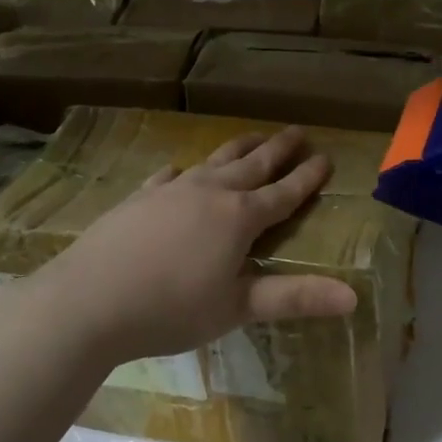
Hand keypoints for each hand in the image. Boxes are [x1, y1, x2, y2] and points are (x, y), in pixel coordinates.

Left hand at [3, 127, 357, 368]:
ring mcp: (171, 191)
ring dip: (238, 148)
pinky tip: (179, 170)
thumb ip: (294, 298)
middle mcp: (210, 193)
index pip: (284, 193)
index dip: (307, 177)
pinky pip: (168, 176)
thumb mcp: (238, 308)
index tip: (326, 157)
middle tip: (297, 132)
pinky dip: (183, 171)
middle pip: (252, 165)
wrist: (88, 301)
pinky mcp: (139, 198)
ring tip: (253, 136)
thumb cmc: (170, 309)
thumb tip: (353, 297)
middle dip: (278, 149)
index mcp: (239, 218)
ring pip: (214, 161)